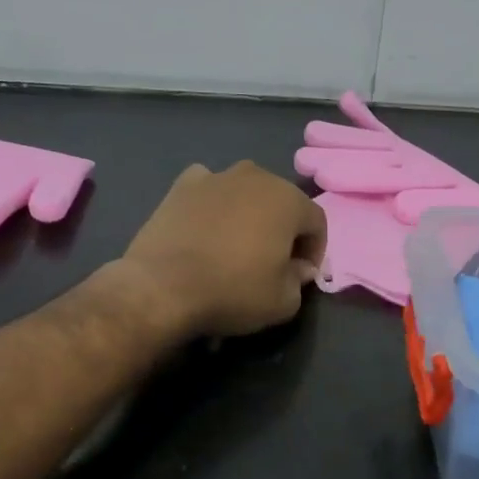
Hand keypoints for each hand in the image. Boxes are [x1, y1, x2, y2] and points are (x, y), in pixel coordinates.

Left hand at [118, 162, 327, 339]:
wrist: (162, 286)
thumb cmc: (233, 291)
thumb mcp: (283, 302)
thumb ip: (300, 280)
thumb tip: (299, 268)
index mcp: (288, 200)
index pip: (316, 222)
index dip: (315, 250)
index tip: (303, 275)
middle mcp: (256, 177)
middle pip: (282, 202)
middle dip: (283, 229)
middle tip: (273, 261)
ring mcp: (216, 177)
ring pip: (245, 193)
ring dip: (249, 215)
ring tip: (237, 246)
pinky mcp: (181, 185)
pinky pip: (210, 191)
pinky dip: (213, 205)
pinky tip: (206, 229)